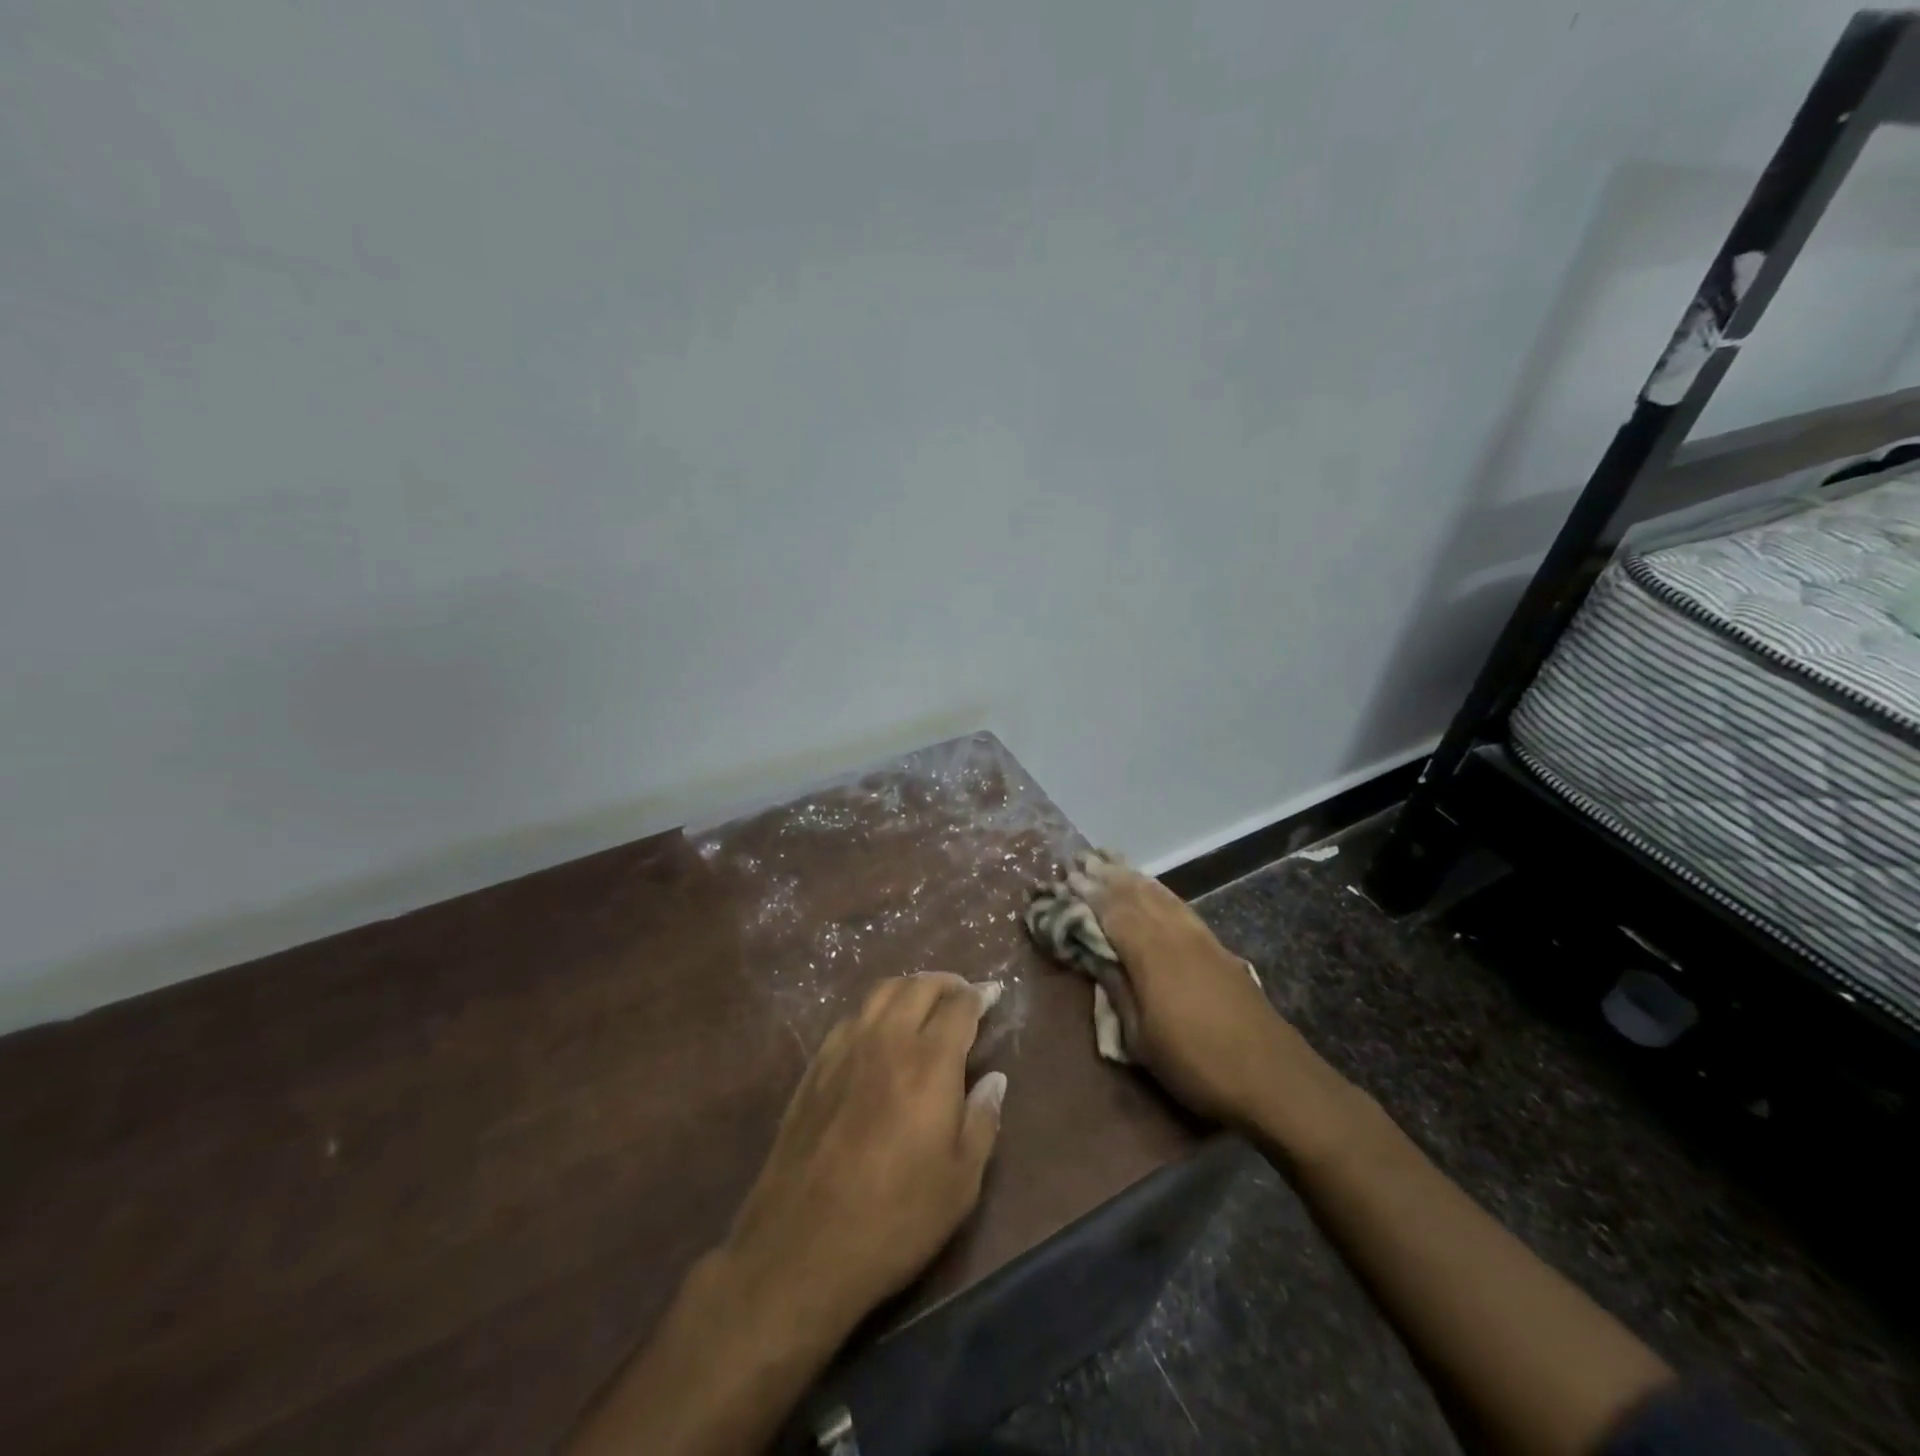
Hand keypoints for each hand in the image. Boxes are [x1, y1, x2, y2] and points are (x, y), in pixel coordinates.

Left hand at [720, 973, 1006, 1338]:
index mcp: (929, 1062)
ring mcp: (845, 1049)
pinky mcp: (815, 1067)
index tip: (993, 994)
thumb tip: (995, 1079)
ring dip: (910, 988)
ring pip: (881, 993)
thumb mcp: (961, 1182)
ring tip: (924, 1003)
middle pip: (919, 986)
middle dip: (947, 983)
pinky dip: (876, 1011)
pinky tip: (879, 1033)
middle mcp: (887, 1040)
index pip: (959, 1007)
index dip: (980, 995)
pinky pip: (851, 1018)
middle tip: (963, 994)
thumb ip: (982, 1120)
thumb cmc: (895, 1218)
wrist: (802, 1246)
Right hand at [1068, 855, 1287, 1125]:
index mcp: (1150, 954)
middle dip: (1107, 878)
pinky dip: (1160, 892)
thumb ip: (1117, 990)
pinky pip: (1180, 906)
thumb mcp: (1141, 1039)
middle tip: (1081, 863)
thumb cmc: (1197, 1064)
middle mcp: (1175, 935)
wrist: (1274, 1078)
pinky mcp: (1219, 948)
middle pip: (1136, 895)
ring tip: (1110, 864)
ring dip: (1133, 878)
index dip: (1087, 895)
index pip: (1112, 911)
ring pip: (1161, 895)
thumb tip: (1094, 956)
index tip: (1065, 880)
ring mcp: (1201, 938)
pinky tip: (1154, 891)